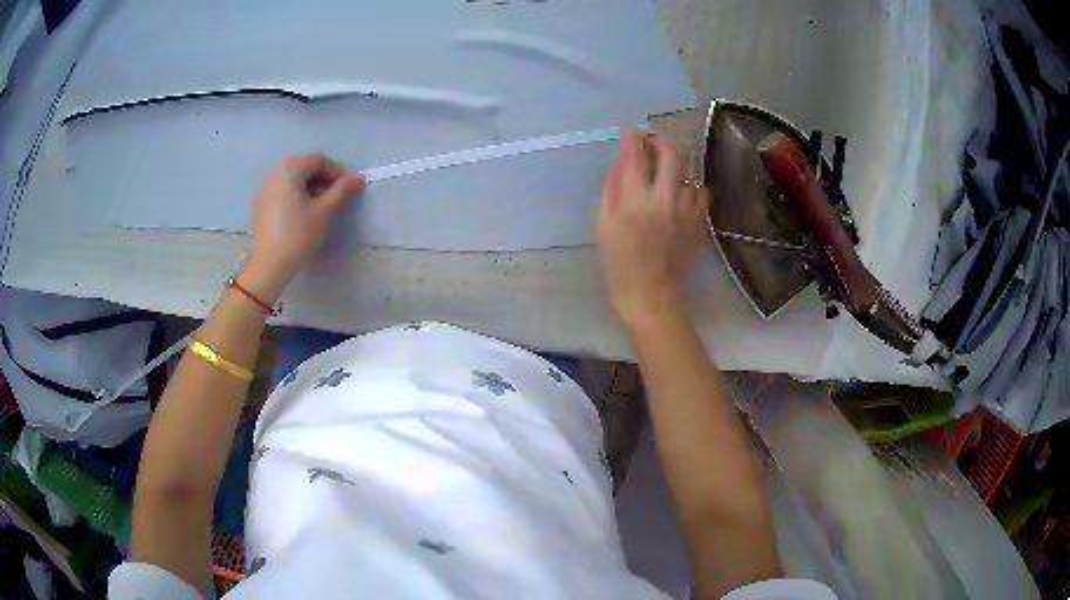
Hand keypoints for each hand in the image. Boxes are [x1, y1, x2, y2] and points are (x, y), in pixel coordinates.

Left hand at [241, 154, 364, 300]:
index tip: (345, 191)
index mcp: (289, 169)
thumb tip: (359, 177)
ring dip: (308, 187)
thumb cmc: (297, 235)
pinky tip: (299, 215)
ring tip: (318, 208)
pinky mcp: (259, 205)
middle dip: (321, 179)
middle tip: (333, 198)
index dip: (335, 172)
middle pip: (304, 167)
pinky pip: (281, 191)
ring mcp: (264, 189)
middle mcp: (274, 173)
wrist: (269, 265)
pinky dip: (294, 196)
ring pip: (292, 179)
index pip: (318, 160)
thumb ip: (342, 191)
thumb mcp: (324, 212)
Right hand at [596, 131, 708, 328]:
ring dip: (676, 163)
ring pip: (688, 170)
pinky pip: (701, 192)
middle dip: (659, 140)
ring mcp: (687, 210)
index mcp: (635, 199)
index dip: (633, 138)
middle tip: (651, 140)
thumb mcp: (604, 223)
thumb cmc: (619, 260)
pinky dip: (691, 186)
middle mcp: (665, 198)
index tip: (631, 131)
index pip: (636, 155)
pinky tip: (682, 191)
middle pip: (670, 153)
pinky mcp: (699, 222)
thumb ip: (612, 187)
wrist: (650, 293)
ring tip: (666, 167)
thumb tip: (621, 160)